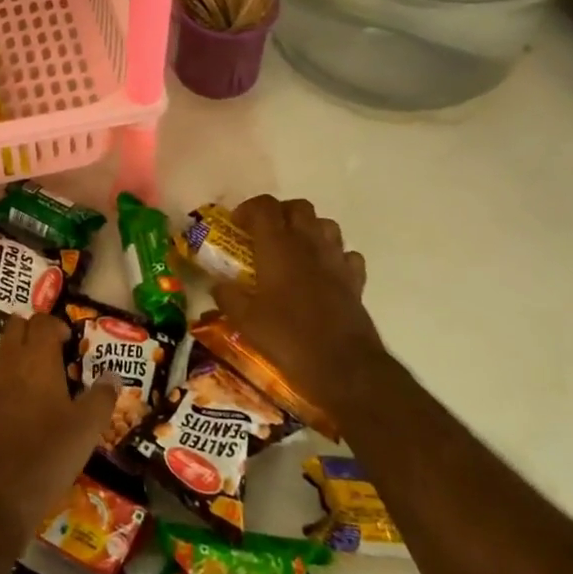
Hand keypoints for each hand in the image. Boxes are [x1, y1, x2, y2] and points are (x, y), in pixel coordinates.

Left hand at [0, 314, 117, 548]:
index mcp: (35, 359)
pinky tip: (9, 409)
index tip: (69, 343)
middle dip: (32, 333)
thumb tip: (112, 375)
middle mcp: (5, 361)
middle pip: (15, 327)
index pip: (42, 321)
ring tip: (31, 383)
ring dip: (13, 356)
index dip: (57, 326)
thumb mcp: (86, 430)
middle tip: (52, 357)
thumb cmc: (46, 457)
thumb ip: (102, 397)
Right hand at [213, 195, 388, 418]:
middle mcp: (309, 244)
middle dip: (280, 213)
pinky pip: (346, 254)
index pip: (264, 207)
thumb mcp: (245, 320)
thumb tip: (217, 284)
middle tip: (263, 234)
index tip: (236, 225)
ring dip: (308, 229)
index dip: (248, 209)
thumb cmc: (287, 338)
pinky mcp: (355, 280)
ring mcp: (336, 260)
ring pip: (326, 225)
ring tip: (293, 250)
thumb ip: (228, 296)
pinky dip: (333, 256)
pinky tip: (322, 273)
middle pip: (298, 207)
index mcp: (278, 246)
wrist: (343, 366)